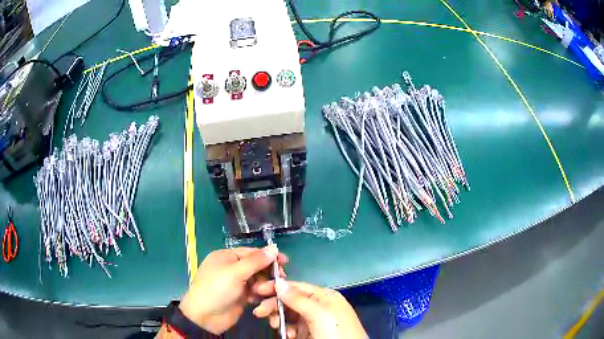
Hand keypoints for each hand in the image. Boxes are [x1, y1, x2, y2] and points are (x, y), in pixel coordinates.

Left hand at [178, 246, 287, 334]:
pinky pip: (255, 291)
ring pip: (257, 280)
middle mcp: (231, 268)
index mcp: (226, 257)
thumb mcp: (235, 273)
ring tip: (271, 291)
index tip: (286, 261)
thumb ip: (256, 261)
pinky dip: (261, 294)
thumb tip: (274, 247)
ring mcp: (236, 283)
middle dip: (268, 272)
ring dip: (265, 284)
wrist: (205, 317)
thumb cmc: (217, 289)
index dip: (268, 256)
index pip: (251, 252)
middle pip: (256, 266)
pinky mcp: (241, 296)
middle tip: (281, 278)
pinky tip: (265, 298)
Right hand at [253, 280, 366, 338]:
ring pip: (289, 315)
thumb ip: (298, 299)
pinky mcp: (309, 334)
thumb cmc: (335, 331)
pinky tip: (287, 335)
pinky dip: (287, 331)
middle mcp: (318, 307)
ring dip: (279, 318)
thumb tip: (279, 282)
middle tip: (259, 313)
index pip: (297, 287)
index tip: (257, 290)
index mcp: (324, 297)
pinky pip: (292, 328)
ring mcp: (313, 322)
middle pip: (290, 301)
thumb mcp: (319, 314)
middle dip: (274, 305)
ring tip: (275, 325)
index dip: (277, 287)